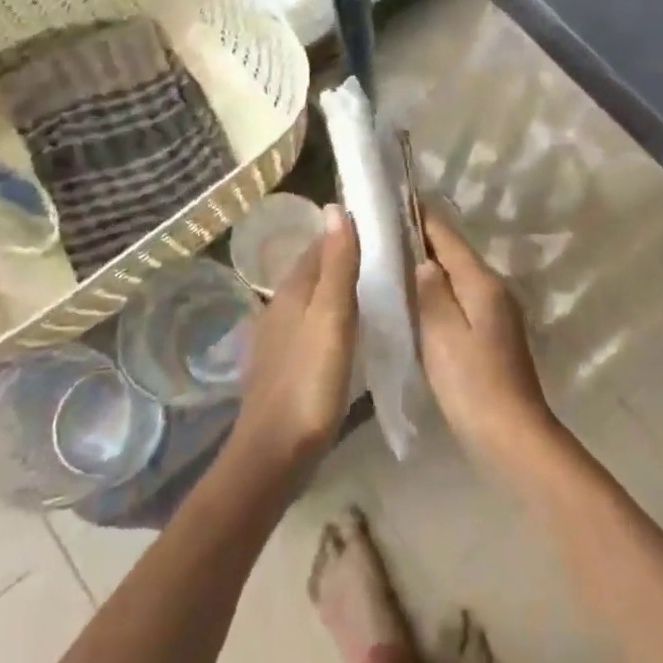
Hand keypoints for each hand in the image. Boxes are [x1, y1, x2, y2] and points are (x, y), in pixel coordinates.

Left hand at [231, 204, 359, 484]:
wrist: (274, 455)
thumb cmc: (309, 382)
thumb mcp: (331, 318)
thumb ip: (337, 265)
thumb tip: (334, 208)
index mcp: (291, 291)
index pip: (320, 246)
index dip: (347, 233)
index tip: (382, 226)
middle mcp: (280, 307)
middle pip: (315, 271)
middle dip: (345, 258)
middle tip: (389, 256)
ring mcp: (279, 338)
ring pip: (314, 299)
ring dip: (340, 289)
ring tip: (377, 288)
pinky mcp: (285, 365)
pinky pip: (313, 326)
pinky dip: (334, 317)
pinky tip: (351, 332)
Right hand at [414, 209, 558, 469]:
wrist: (513, 436)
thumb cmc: (473, 384)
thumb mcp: (442, 335)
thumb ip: (431, 291)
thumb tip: (422, 259)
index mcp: (481, 281)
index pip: (447, 234)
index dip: (420, 215)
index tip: (391, 198)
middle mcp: (493, 287)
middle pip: (454, 251)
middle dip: (421, 238)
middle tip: (382, 229)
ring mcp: (496, 310)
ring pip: (457, 274)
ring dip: (429, 264)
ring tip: (392, 257)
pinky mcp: (492, 331)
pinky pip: (461, 296)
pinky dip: (439, 289)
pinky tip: (417, 297)